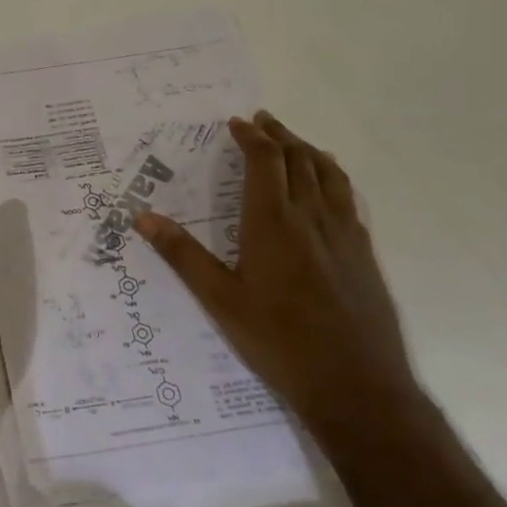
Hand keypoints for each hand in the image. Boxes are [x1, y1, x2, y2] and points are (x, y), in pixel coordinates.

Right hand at [135, 111, 415, 425]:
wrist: (357, 386)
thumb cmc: (279, 341)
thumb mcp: (220, 300)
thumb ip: (182, 255)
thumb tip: (142, 216)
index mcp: (273, 222)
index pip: (265, 161)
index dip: (251, 137)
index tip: (237, 122)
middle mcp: (311, 217)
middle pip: (298, 159)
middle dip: (279, 135)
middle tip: (262, 120)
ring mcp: (344, 234)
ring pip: (329, 174)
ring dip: (308, 150)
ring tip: (294, 142)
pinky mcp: (364, 253)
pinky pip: (348, 197)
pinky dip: (333, 176)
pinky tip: (329, 186)